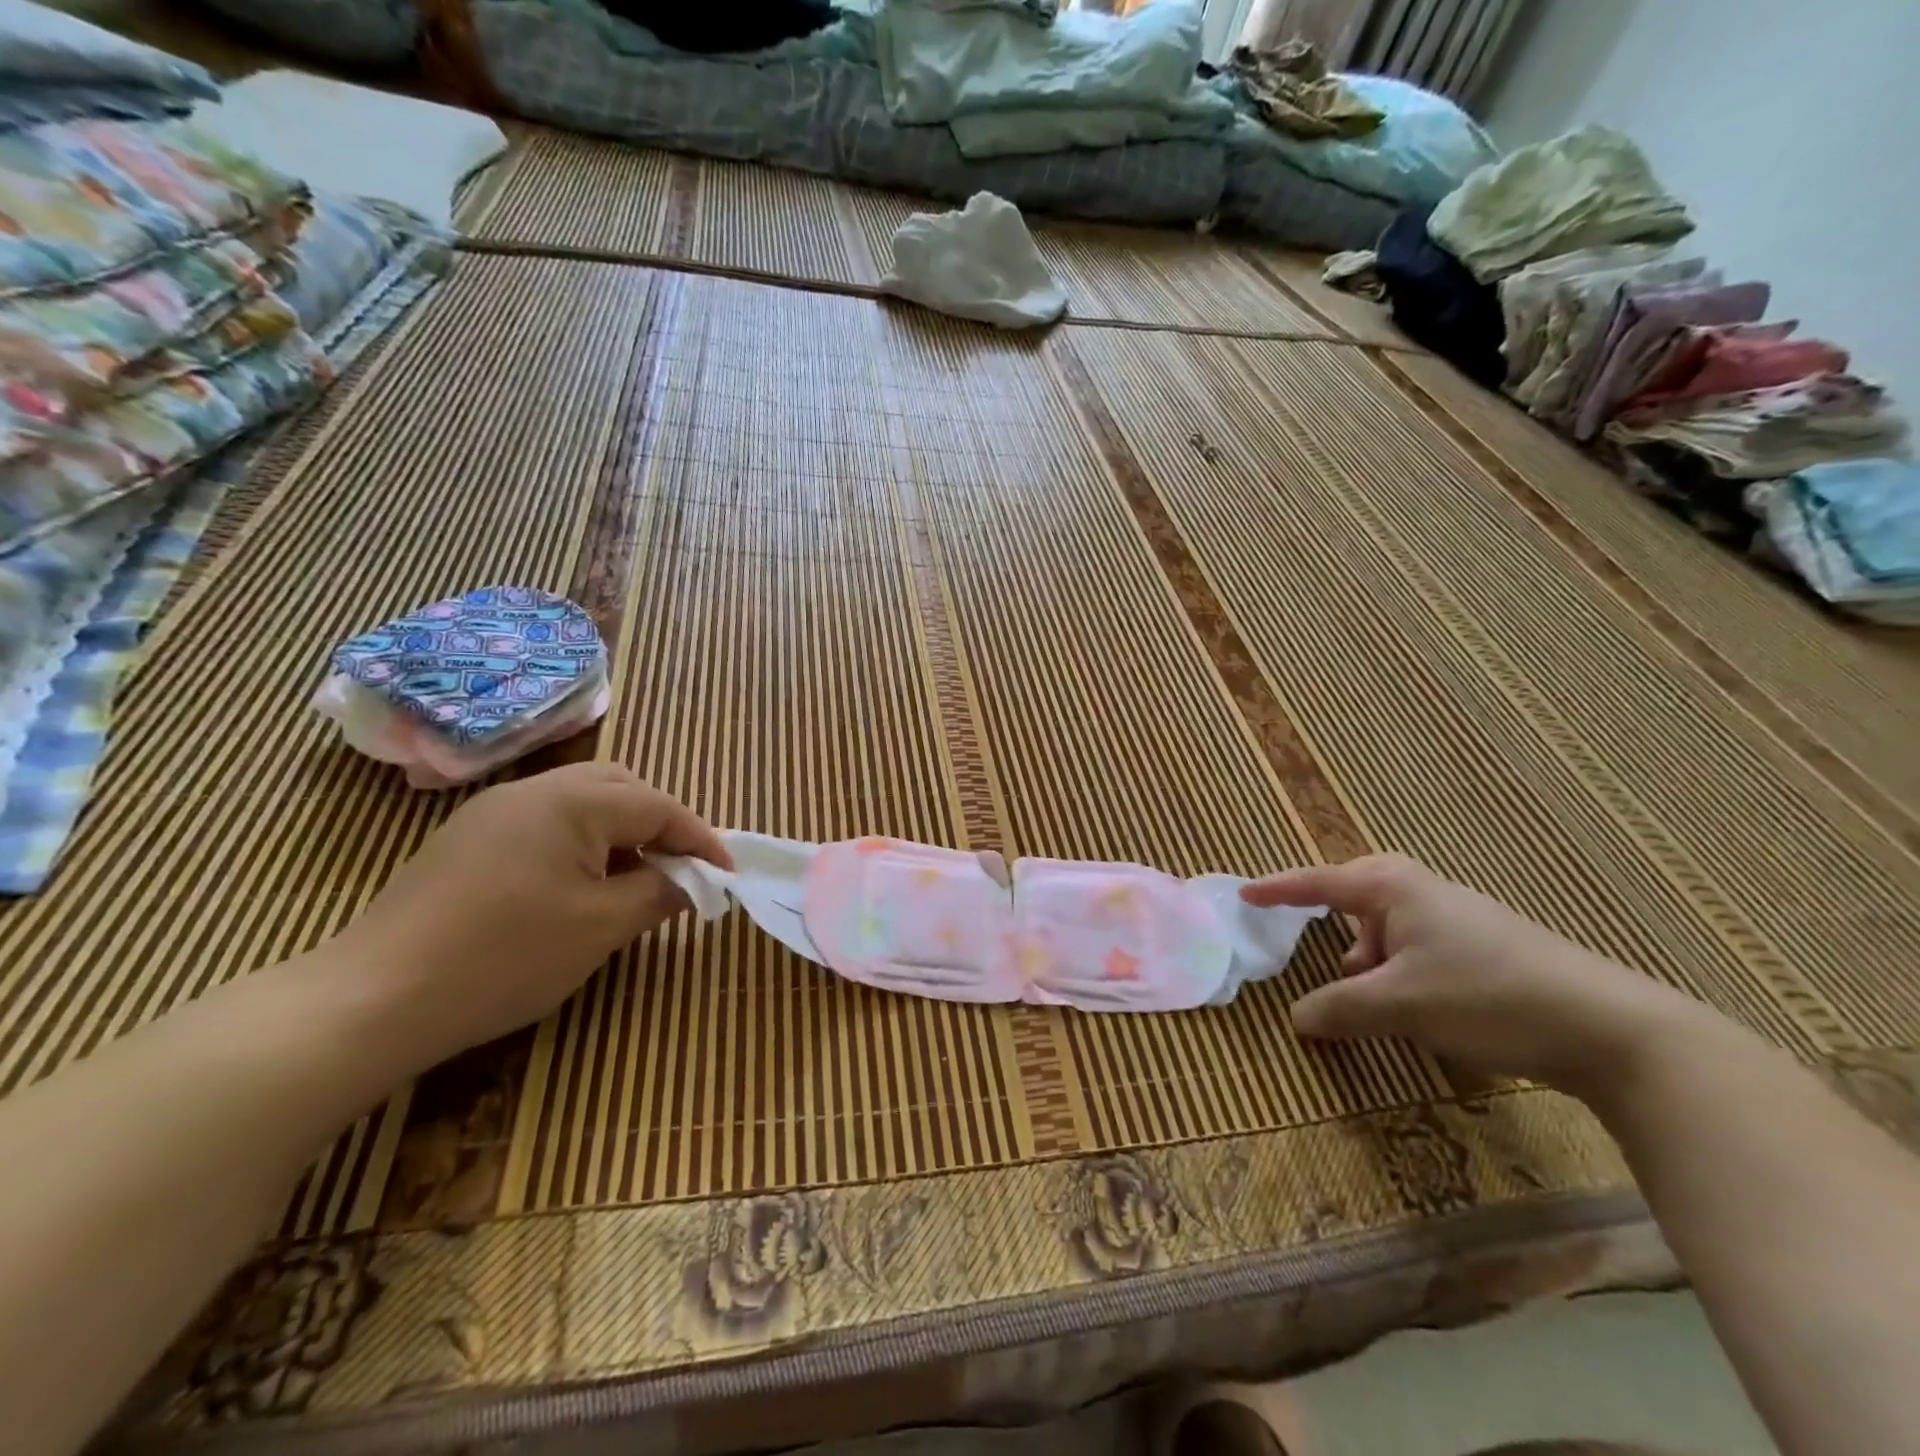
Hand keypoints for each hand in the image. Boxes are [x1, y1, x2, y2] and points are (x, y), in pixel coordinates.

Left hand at [330, 763, 730, 1060]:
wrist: (372, 999)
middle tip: (682, 869)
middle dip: (661, 824)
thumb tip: (691, 880)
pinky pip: (546, 823)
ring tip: (636, 880)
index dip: (700, 840)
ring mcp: (494, 812)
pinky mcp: (467, 840)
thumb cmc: (506, 957)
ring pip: (581, 803)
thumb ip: (660, 892)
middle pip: (621, 789)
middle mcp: (533, 790)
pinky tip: (579, 887)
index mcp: (572, 801)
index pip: (658, 806)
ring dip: (621, 833)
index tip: (727, 875)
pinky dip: (582, 843)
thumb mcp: (602, 927)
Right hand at [1243, 854, 1710, 1094]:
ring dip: (1369, 956)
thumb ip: (1339, 1008)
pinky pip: (1418, 948)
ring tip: (1365, 993)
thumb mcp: (1398, 1005)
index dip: (1278, 889)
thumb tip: (1297, 1017)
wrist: (1610, 1029)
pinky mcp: (1485, 948)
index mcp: (1393, 887)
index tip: (1243, 894)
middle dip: (1331, 915)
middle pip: (1358, 893)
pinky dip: (1399, 970)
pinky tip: (1411, 1006)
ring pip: (1390, 927)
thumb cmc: (1485, 995)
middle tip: (1307, 933)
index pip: (1318, 882)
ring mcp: (1459, 918)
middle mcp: (1423, 891)